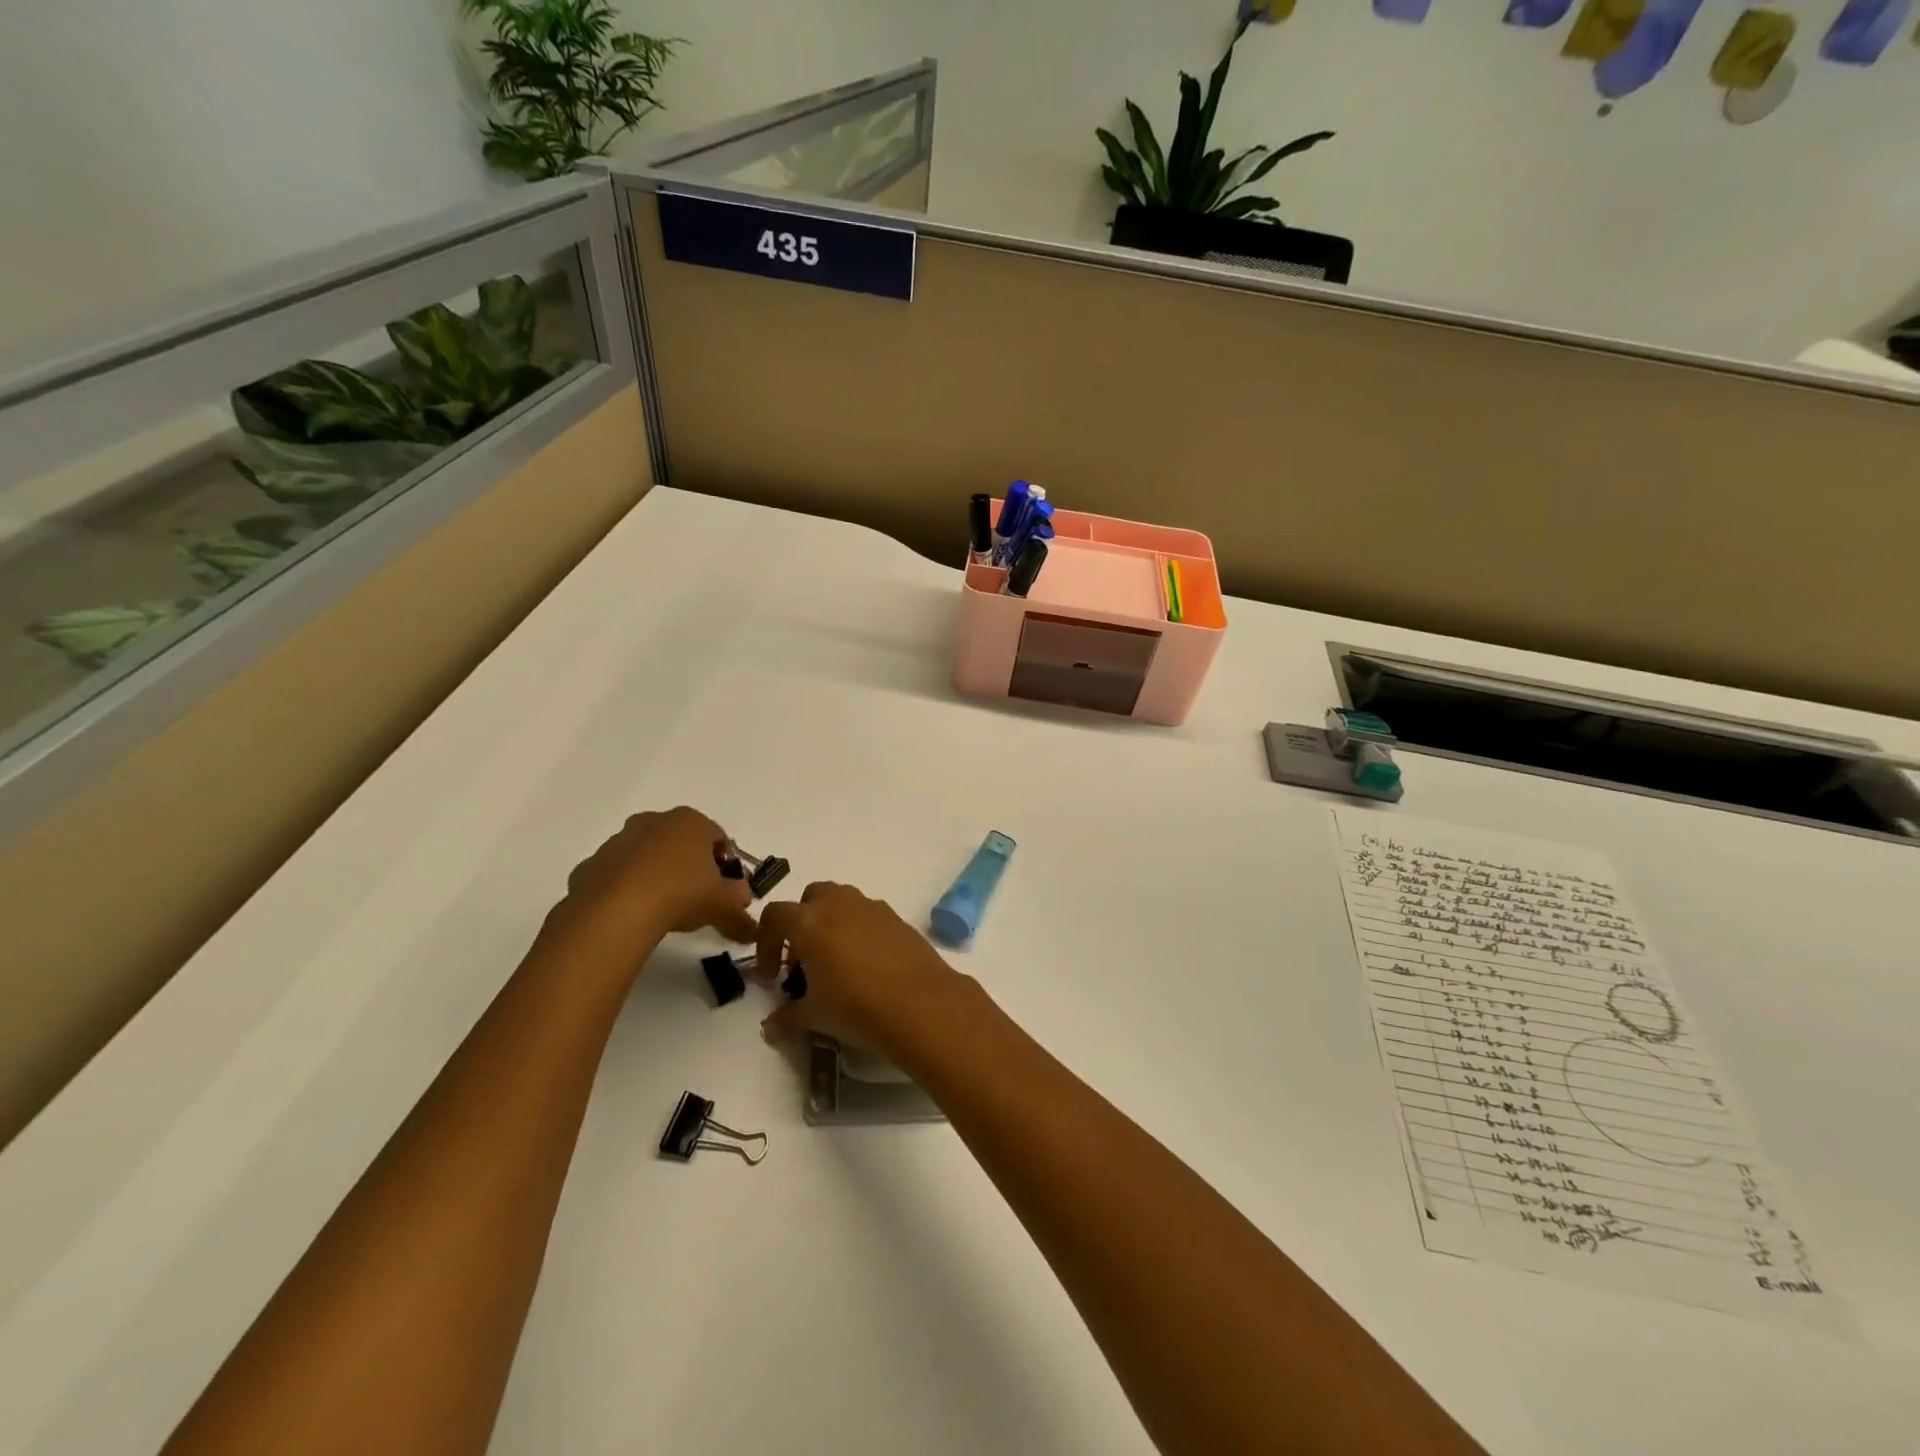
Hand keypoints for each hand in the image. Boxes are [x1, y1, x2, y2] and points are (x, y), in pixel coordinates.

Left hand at [545, 807, 758, 962]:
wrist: (615, 912)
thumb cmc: (680, 893)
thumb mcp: (722, 905)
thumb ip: (740, 910)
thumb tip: (751, 925)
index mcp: (690, 822)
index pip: (718, 836)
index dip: (726, 863)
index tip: (726, 888)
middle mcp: (653, 822)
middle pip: (680, 841)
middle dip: (690, 865)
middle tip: (697, 897)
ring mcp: (618, 841)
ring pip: (646, 855)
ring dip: (656, 875)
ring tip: (663, 909)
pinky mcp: (591, 865)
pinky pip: (617, 875)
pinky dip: (626, 889)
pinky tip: (633, 914)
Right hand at [754, 882, 970, 1058]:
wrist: (920, 1003)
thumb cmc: (856, 1006)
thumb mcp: (814, 1017)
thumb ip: (787, 1018)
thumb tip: (771, 1026)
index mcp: (809, 922)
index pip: (775, 915)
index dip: (767, 943)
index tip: (772, 976)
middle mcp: (839, 904)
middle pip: (810, 898)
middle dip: (802, 923)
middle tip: (805, 962)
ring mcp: (872, 907)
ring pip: (842, 901)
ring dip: (832, 923)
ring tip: (837, 964)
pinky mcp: (897, 918)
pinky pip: (869, 915)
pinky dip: (860, 931)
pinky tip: (868, 965)